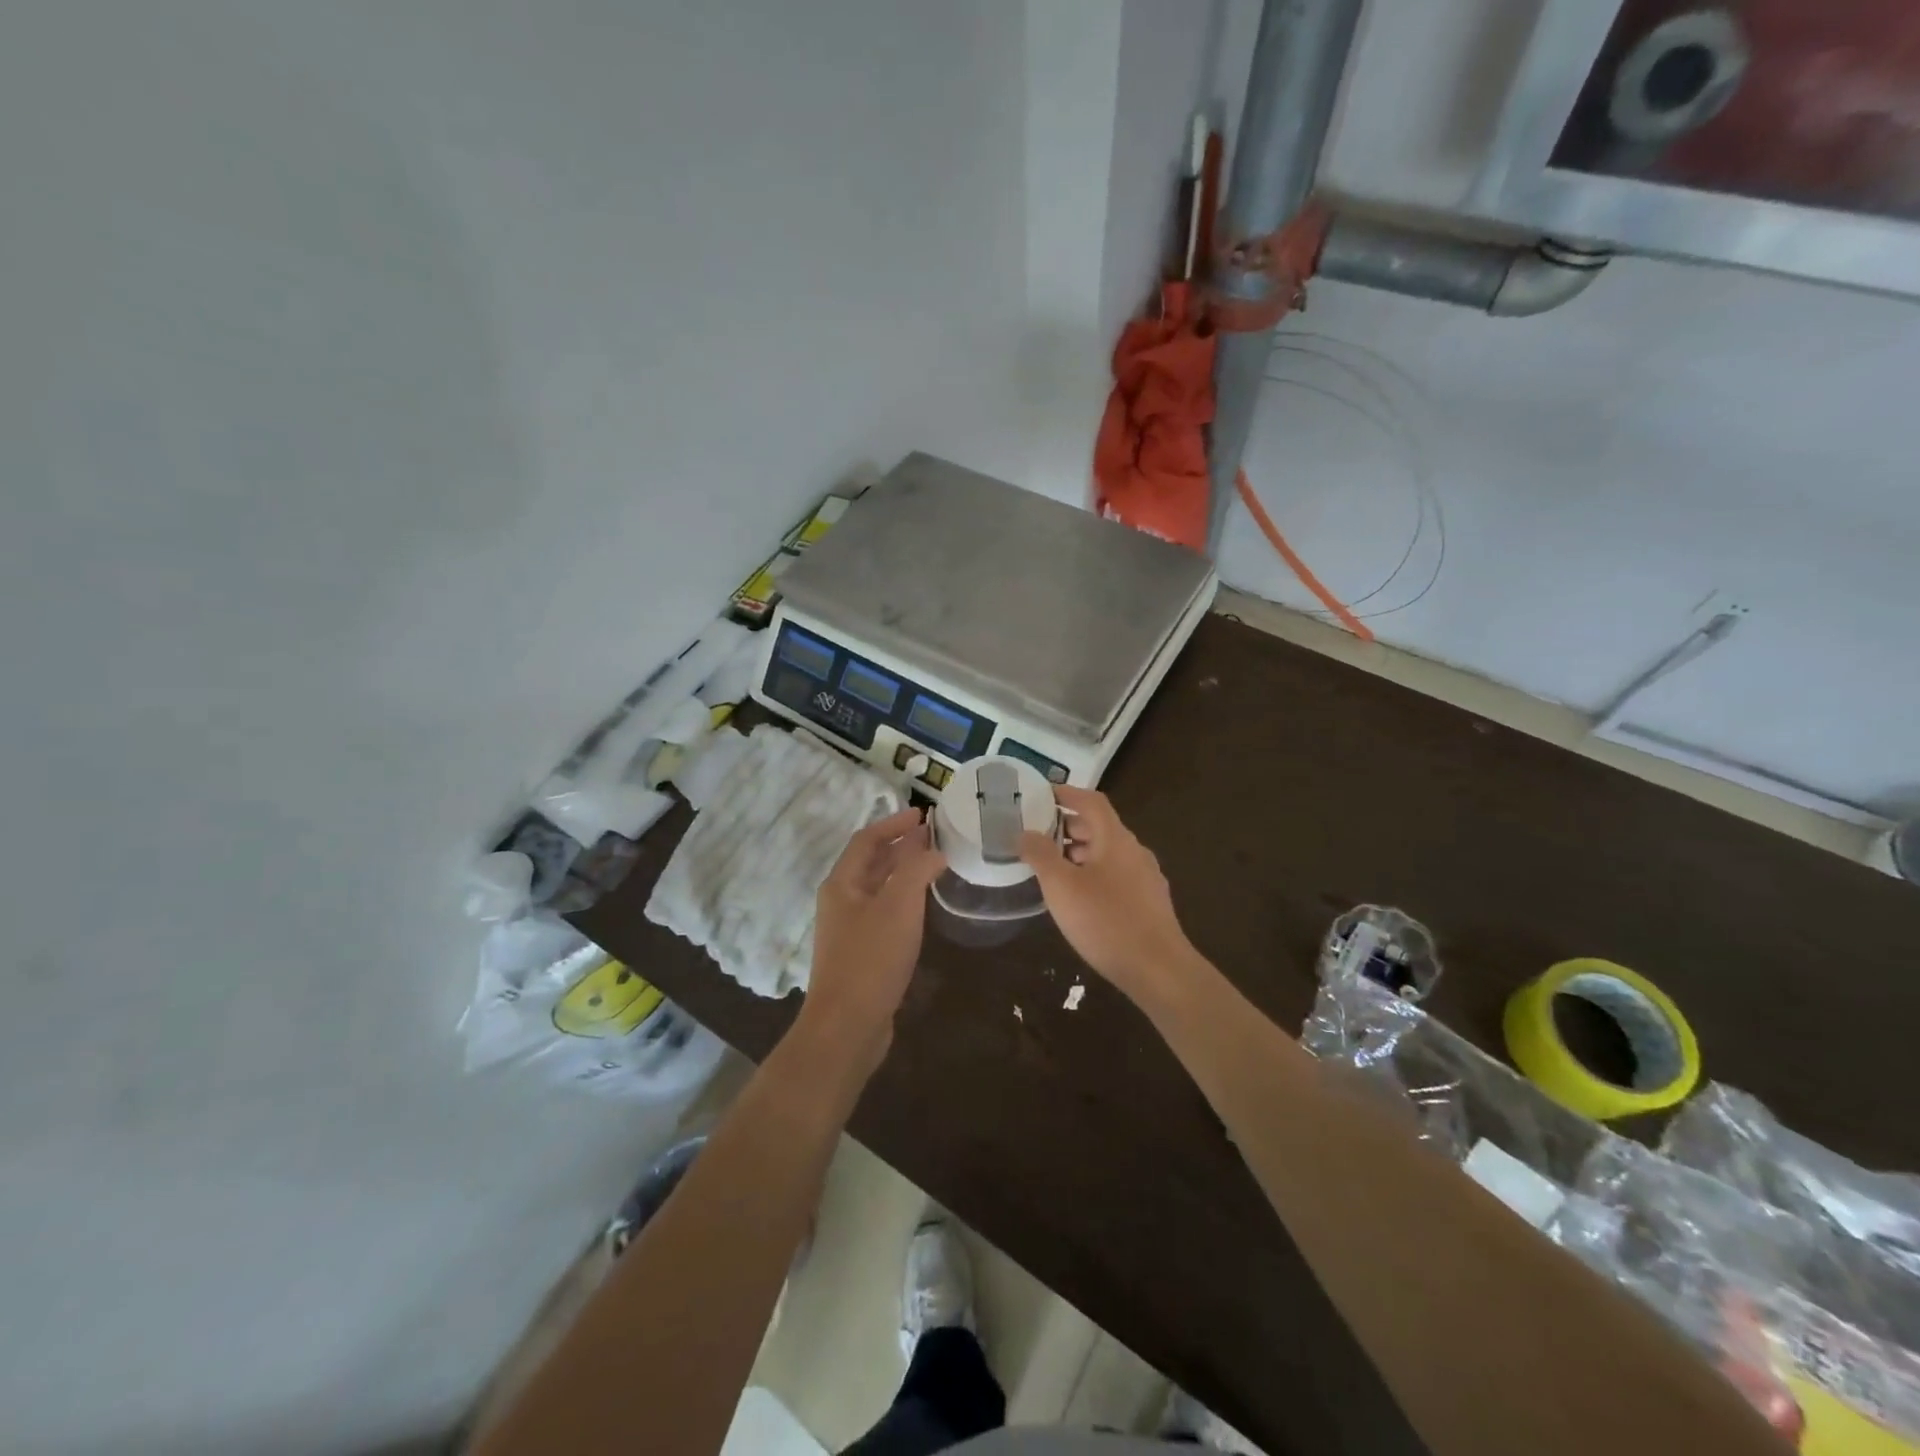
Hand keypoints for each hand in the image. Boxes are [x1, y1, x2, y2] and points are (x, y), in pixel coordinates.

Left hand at [798, 806, 946, 1072]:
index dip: (894, 823)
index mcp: (842, 884)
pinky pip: (884, 913)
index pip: (867, 839)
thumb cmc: (871, 959)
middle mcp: (841, 901)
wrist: (847, 1027)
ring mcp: (849, 929)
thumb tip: (934, 848)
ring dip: (904, 873)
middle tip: (936, 837)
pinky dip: (904, 900)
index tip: (924, 814)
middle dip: (901, 846)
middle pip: (871, 862)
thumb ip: (917, 869)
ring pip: (879, 889)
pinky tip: (924, 907)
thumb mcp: (899, 906)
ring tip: (935, 864)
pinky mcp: (861, 953)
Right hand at [1019, 788, 1195, 1000]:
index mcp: (1116, 839)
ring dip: (1080, 853)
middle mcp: (1135, 851)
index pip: (1092, 801)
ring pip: (1108, 854)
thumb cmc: (1106, 922)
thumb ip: (1041, 855)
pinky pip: (1116, 876)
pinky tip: (1079, 898)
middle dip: (1069, 827)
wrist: (1159, 970)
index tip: (1042, 795)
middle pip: (1100, 827)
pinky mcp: (1149, 904)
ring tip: (1052, 867)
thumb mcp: (1062, 887)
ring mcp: (1146, 878)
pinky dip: (1093, 874)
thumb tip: (1024, 832)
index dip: (1067, 794)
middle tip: (1038, 834)